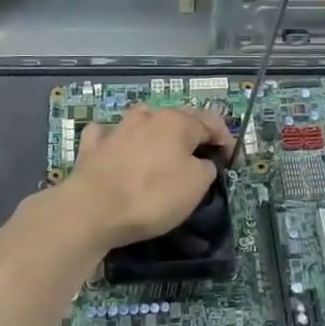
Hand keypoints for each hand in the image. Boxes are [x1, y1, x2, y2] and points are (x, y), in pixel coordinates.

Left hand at [56, 104, 233, 250]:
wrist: (92, 209)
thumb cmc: (152, 195)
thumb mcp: (195, 186)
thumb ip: (205, 168)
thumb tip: (202, 162)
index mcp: (177, 122)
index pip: (210, 122)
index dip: (225, 138)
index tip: (232, 159)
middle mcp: (147, 116)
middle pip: (177, 118)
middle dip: (192, 133)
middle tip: (202, 155)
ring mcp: (117, 128)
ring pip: (142, 120)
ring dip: (154, 130)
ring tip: (160, 149)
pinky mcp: (92, 146)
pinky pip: (107, 135)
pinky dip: (115, 139)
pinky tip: (115, 147)